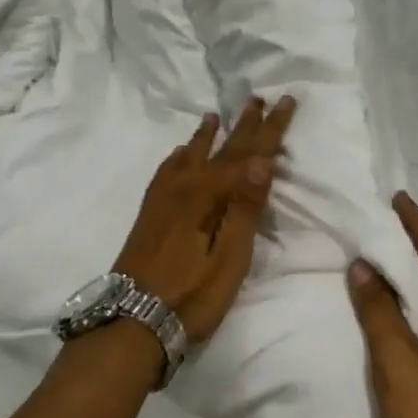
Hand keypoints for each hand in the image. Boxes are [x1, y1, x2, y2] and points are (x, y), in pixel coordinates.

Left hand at [113, 96, 295, 343]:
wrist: (131, 319)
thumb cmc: (192, 294)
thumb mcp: (230, 258)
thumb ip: (245, 208)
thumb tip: (263, 160)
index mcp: (210, 195)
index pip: (249, 154)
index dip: (270, 128)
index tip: (285, 100)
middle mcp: (185, 186)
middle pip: (221, 148)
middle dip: (243, 124)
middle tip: (257, 97)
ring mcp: (163, 198)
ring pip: (191, 154)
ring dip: (208, 134)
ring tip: (215, 114)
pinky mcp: (150, 212)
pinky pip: (168, 169)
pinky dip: (180, 154)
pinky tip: (181, 153)